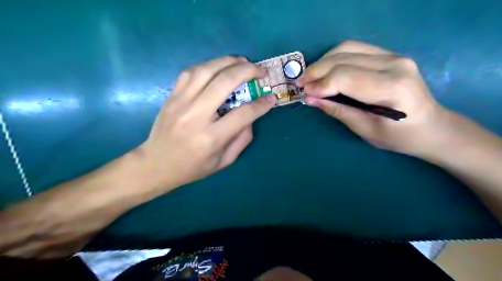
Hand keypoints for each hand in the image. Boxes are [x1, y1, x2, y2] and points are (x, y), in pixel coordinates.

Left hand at [139, 56, 275, 189]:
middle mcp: (196, 115)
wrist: (156, 164)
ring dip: (227, 61)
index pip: (244, 113)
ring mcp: (181, 102)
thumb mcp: (224, 161)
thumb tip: (252, 116)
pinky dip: (207, 65)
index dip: (261, 104)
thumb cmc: (193, 167)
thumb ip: (242, 139)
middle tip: (260, 71)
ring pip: (206, 70)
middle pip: (225, 82)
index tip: (271, 97)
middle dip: (247, 71)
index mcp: (212, 137)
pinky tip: (218, 67)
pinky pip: (190, 72)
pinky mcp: (171, 96)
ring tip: (242, 61)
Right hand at [297, 41, 450, 155]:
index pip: (345, 76)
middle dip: (316, 71)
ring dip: (323, 61)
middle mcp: (394, 64)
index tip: (304, 93)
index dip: (320, 84)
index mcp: (391, 88)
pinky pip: (355, 49)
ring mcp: (393, 56)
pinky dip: (335, 58)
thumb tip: (310, 98)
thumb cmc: (399, 137)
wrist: (431, 126)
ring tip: (311, 77)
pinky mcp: (389, 55)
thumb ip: (337, 110)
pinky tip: (326, 71)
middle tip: (301, 84)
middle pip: (343, 58)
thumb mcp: (365, 130)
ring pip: (347, 48)